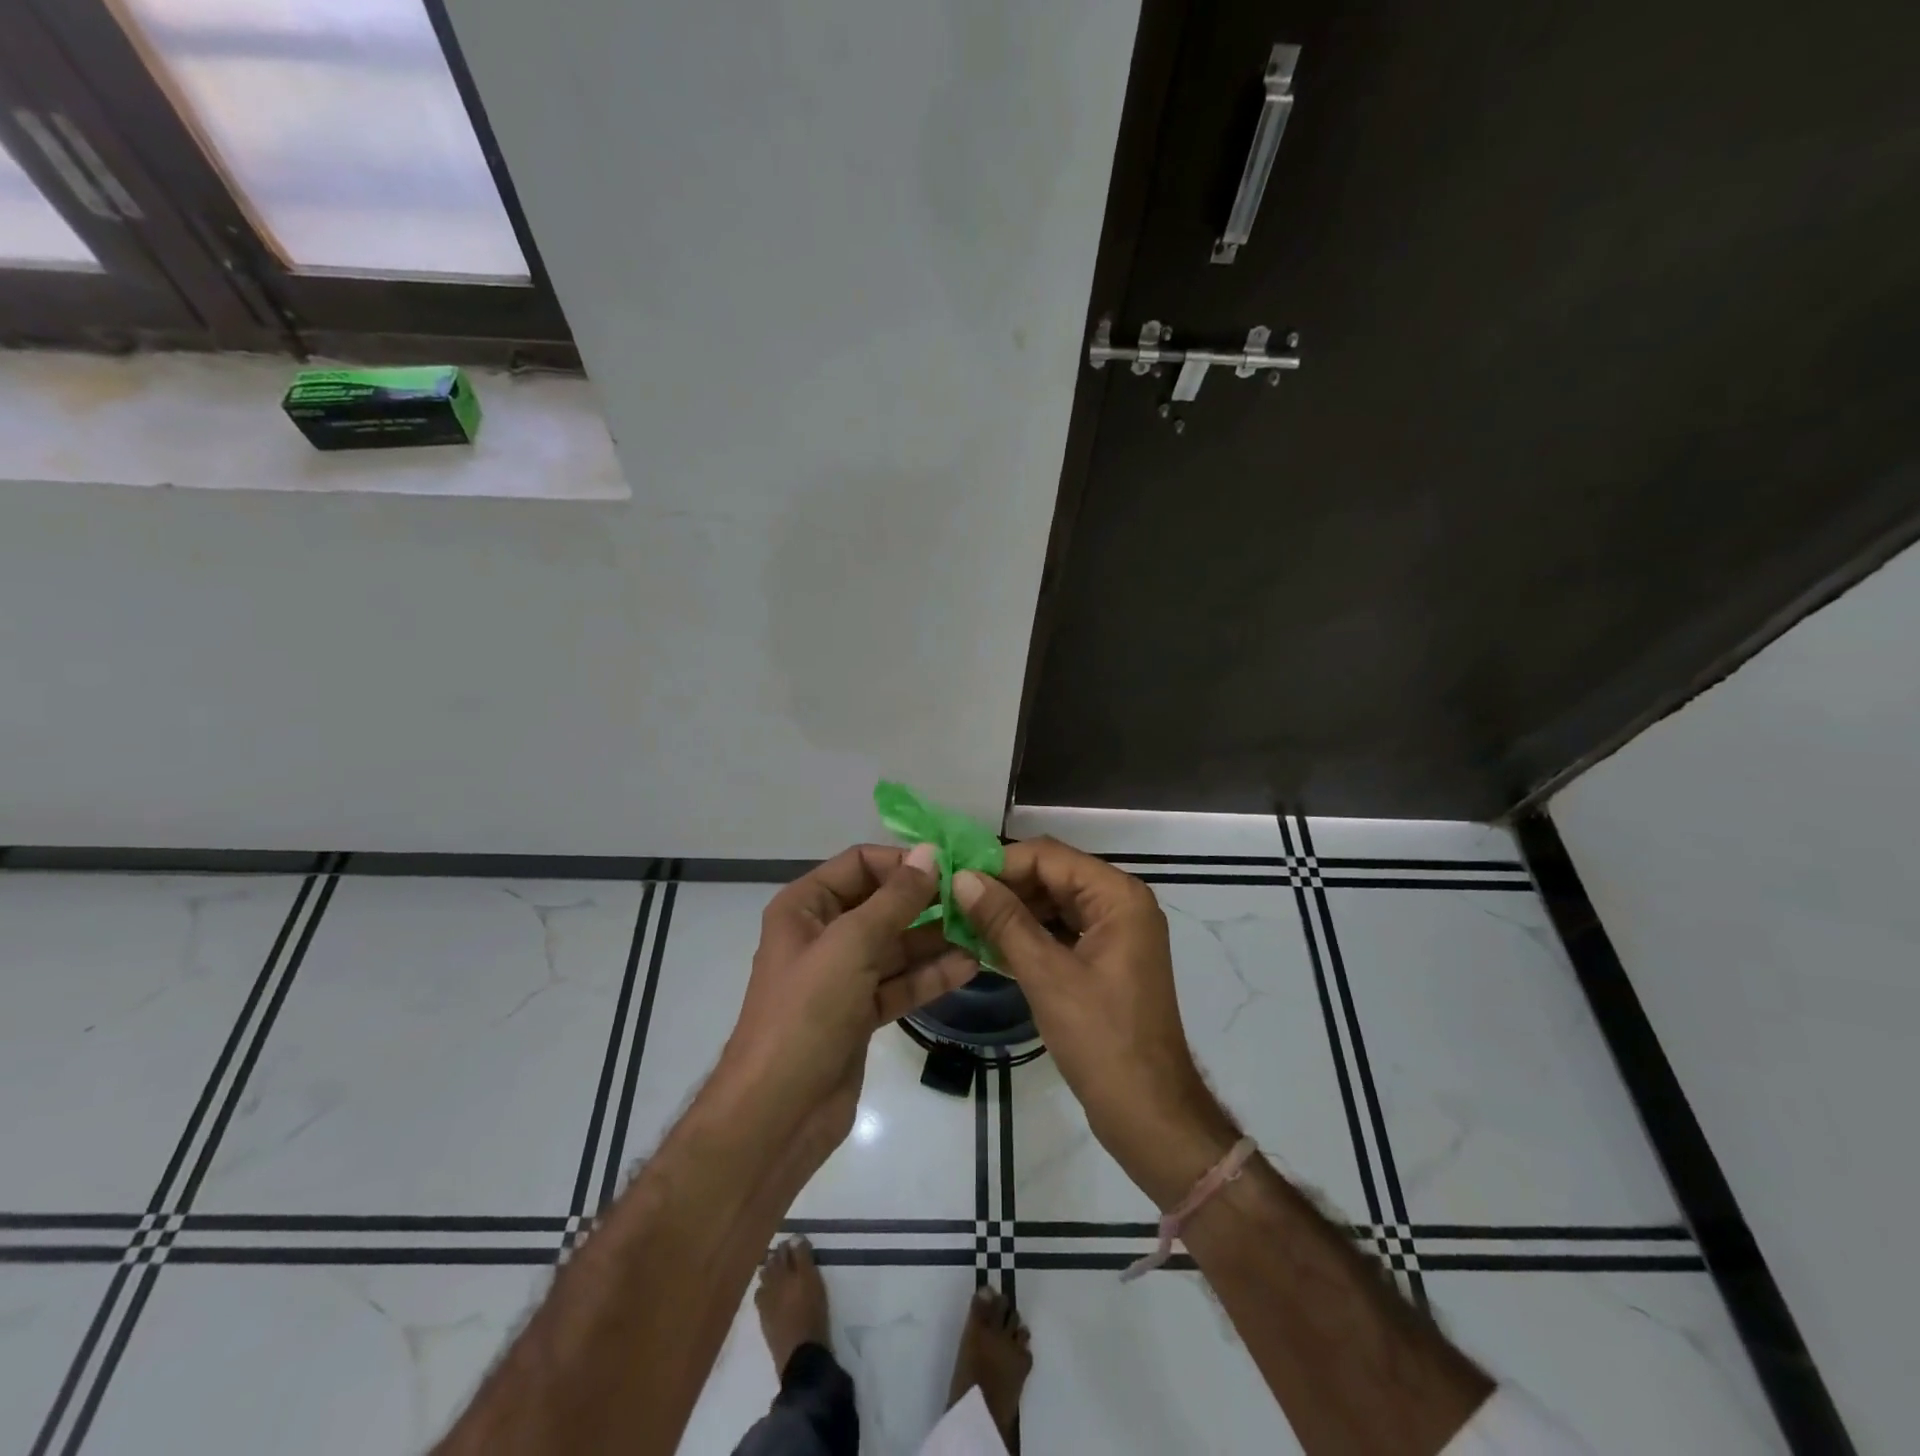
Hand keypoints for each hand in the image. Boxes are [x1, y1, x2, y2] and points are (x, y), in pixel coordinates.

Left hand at [720, 844, 978, 1156]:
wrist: (777, 1113)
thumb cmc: (806, 1014)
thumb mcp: (851, 945)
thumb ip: (895, 899)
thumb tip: (929, 853)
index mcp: (806, 907)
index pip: (859, 865)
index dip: (902, 862)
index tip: (949, 868)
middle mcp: (823, 934)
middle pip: (882, 904)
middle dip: (926, 902)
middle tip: (976, 900)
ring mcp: (842, 976)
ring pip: (896, 946)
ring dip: (936, 940)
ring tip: (982, 931)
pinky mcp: (860, 1013)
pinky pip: (900, 983)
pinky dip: (930, 976)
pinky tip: (969, 966)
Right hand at [955, 839, 1238, 1204]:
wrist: (1148, 1113)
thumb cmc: (1101, 1039)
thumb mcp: (1046, 975)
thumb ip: (1004, 921)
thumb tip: (962, 877)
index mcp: (1117, 896)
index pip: (1049, 856)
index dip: (1001, 864)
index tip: (955, 881)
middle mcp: (1120, 904)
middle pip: (1052, 876)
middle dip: (1005, 888)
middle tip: (954, 903)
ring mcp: (1115, 933)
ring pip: (1054, 904)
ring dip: (1013, 912)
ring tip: (964, 923)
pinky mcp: (1105, 960)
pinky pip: (1061, 932)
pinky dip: (1028, 936)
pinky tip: (989, 946)